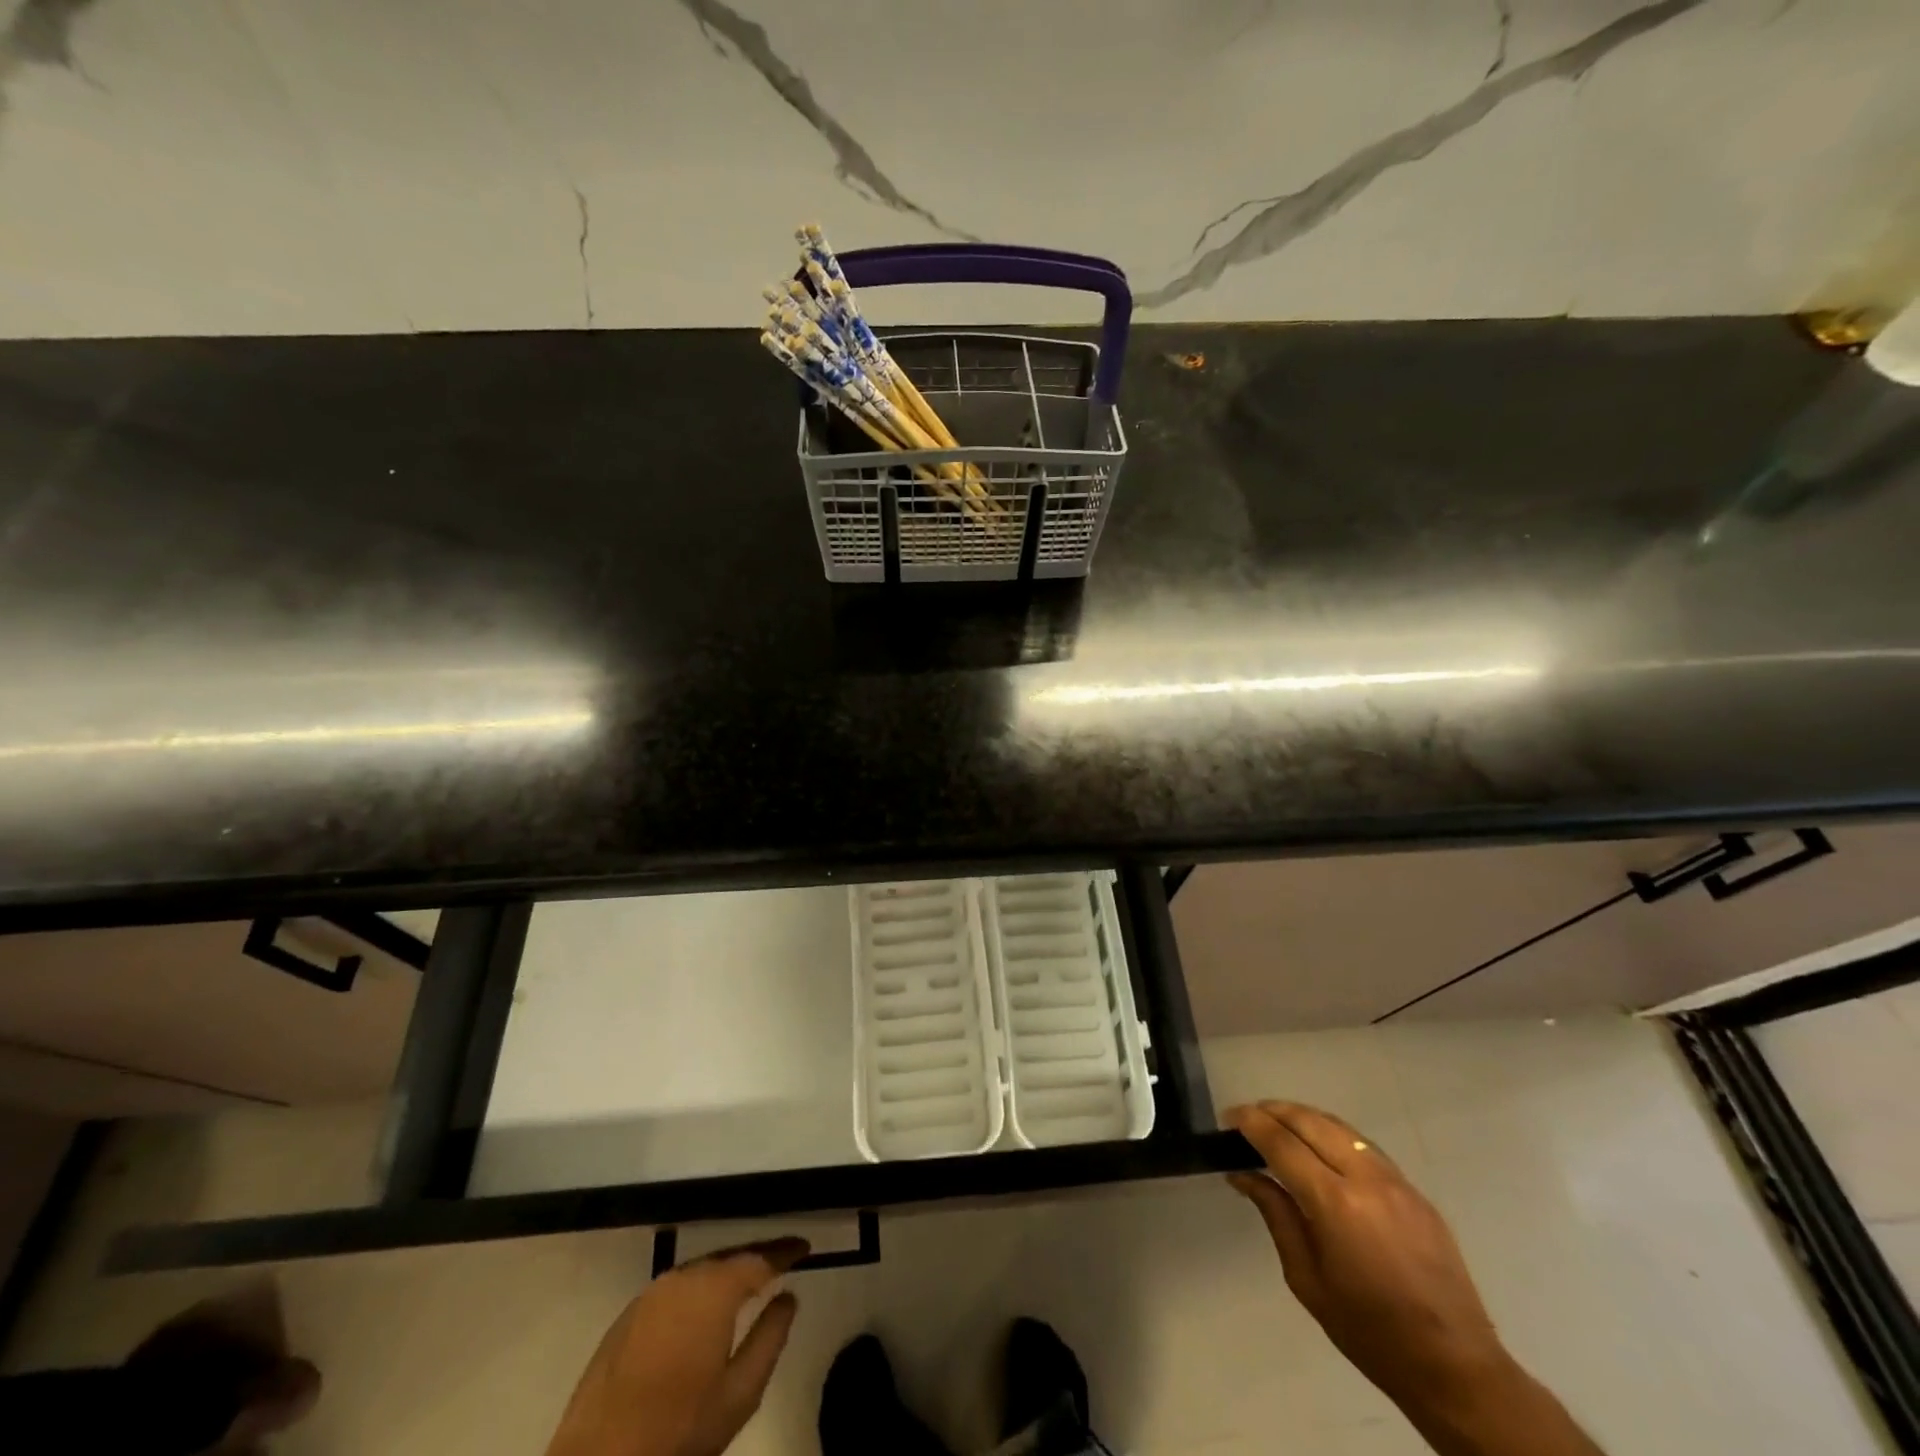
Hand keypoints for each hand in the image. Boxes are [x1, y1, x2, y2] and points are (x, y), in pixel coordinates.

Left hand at [544, 1238, 808, 1455]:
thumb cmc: (678, 1433)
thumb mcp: (740, 1394)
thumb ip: (770, 1337)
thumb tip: (788, 1297)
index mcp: (714, 1289)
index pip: (760, 1258)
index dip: (786, 1251)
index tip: (806, 1247)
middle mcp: (682, 1278)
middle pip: (728, 1257)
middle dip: (756, 1258)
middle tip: (781, 1263)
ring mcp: (650, 1295)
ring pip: (700, 1271)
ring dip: (725, 1274)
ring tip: (748, 1283)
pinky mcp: (626, 1317)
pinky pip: (675, 1290)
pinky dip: (697, 1291)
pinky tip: (704, 1310)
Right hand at [1226, 1103, 1507, 1408]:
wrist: (1456, 1368)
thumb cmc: (1370, 1332)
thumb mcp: (1307, 1279)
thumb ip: (1276, 1215)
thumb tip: (1243, 1174)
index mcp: (1335, 1203)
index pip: (1281, 1142)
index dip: (1250, 1123)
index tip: (1227, 1118)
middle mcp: (1366, 1179)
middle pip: (1310, 1120)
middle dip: (1273, 1111)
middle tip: (1247, 1118)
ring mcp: (1396, 1181)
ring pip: (1339, 1126)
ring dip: (1303, 1117)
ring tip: (1278, 1126)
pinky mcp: (1415, 1191)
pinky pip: (1364, 1146)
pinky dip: (1333, 1134)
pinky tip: (1320, 1149)